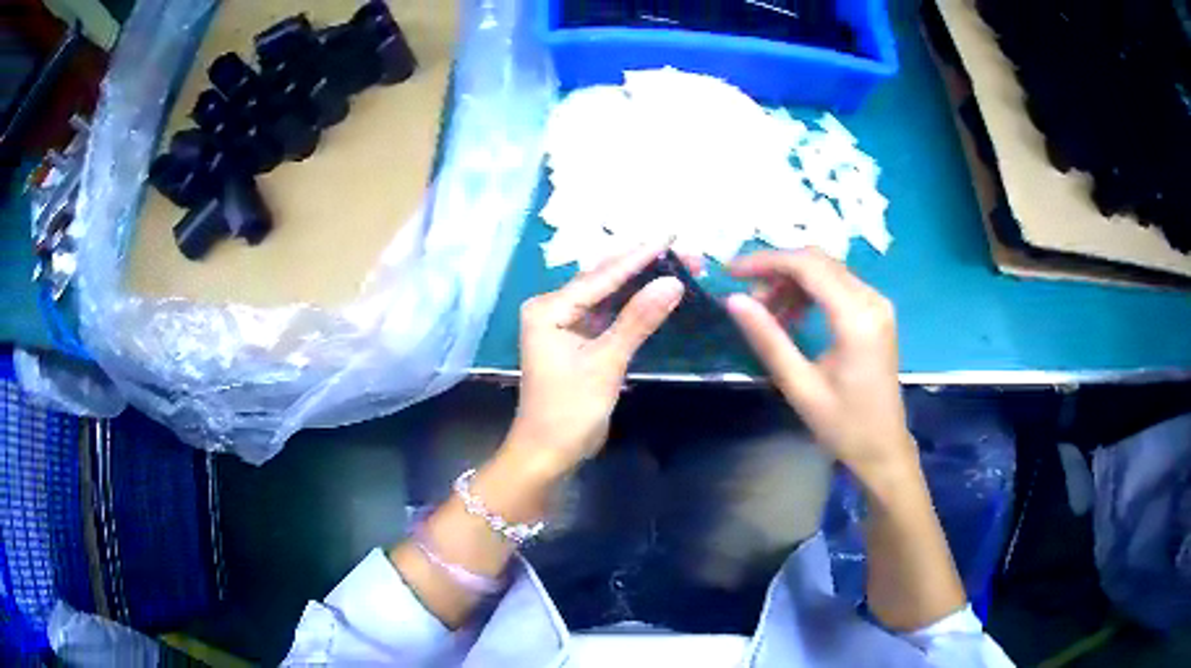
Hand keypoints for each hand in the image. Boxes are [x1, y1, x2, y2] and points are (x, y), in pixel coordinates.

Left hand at [508, 240, 684, 474]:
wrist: (548, 454)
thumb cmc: (569, 410)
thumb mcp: (605, 363)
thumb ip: (637, 320)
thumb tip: (672, 282)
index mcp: (548, 308)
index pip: (602, 276)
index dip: (640, 256)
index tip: (673, 236)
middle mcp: (553, 309)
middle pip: (605, 280)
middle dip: (645, 265)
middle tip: (686, 253)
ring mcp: (566, 325)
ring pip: (609, 296)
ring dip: (642, 284)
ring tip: (679, 266)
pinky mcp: (579, 342)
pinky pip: (609, 316)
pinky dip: (633, 307)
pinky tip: (657, 293)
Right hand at [724, 249, 916, 487]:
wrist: (883, 447)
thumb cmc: (843, 425)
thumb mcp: (800, 386)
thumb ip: (768, 339)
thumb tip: (734, 300)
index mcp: (856, 319)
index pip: (808, 266)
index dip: (766, 261)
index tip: (730, 272)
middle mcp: (872, 300)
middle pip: (818, 261)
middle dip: (777, 270)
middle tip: (747, 296)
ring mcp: (877, 303)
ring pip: (827, 270)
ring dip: (792, 281)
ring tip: (766, 311)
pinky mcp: (876, 311)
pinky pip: (838, 284)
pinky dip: (810, 291)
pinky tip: (792, 316)